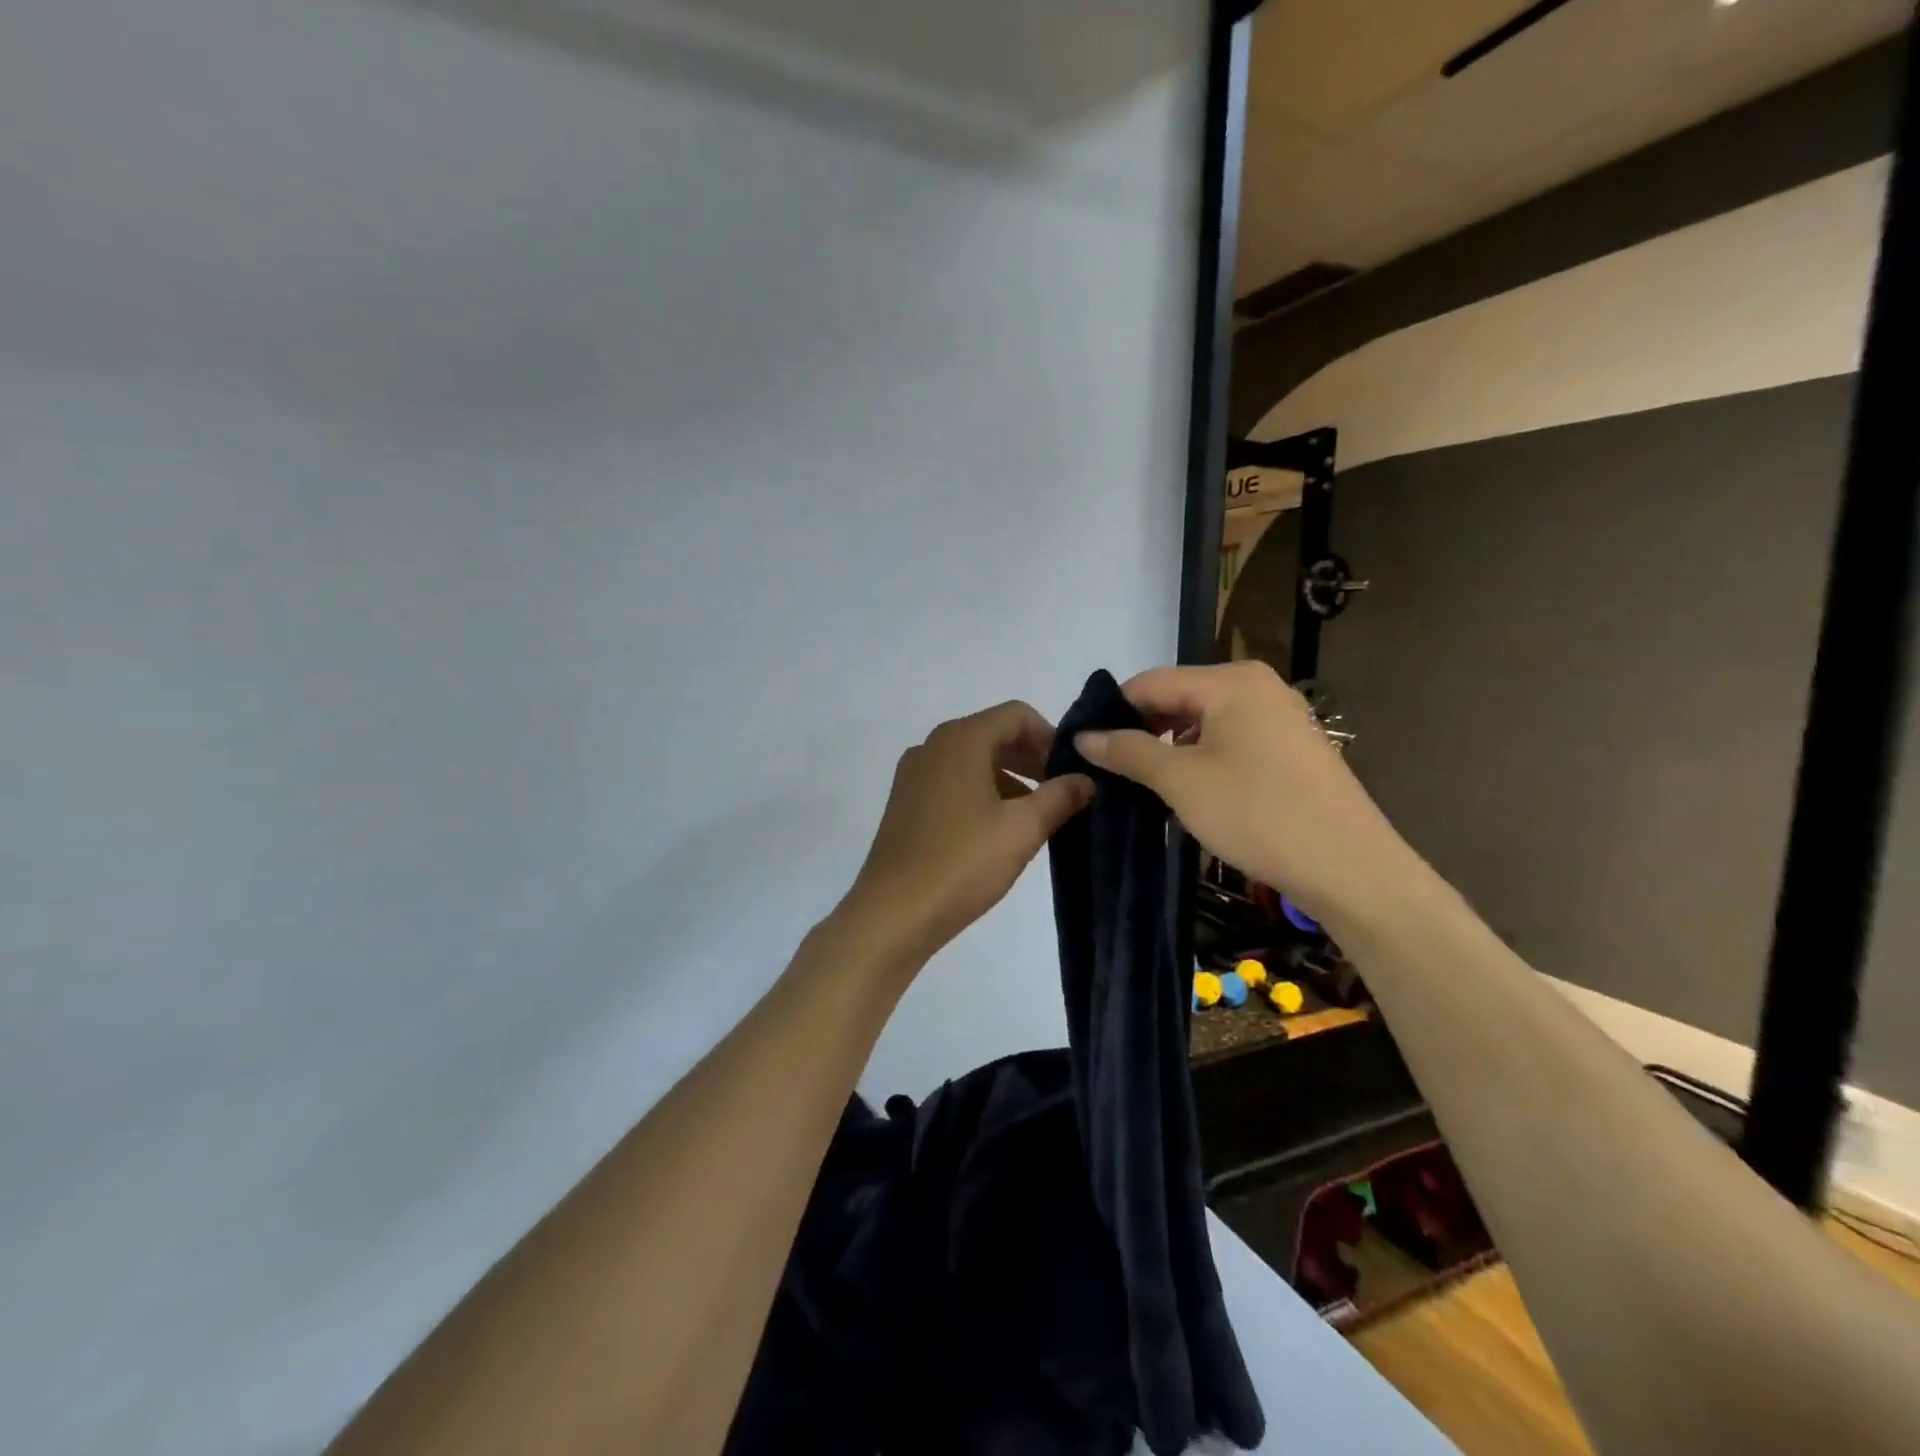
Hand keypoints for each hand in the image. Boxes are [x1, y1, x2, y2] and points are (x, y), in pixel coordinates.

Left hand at [838, 701, 1094, 968]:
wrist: (893, 912)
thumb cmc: (963, 862)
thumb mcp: (1023, 829)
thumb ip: (1060, 797)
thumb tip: (1085, 780)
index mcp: (961, 740)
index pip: (1016, 715)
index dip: (1050, 737)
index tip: (1071, 771)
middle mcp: (932, 746)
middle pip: (993, 734)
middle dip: (1030, 759)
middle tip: (1059, 793)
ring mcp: (913, 774)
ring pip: (972, 760)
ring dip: (1008, 778)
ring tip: (1033, 817)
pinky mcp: (904, 802)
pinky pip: (951, 781)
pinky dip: (980, 792)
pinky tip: (996, 830)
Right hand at [1073, 661, 1411, 926]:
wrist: (1349, 868)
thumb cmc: (1258, 813)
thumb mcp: (1181, 781)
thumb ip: (1128, 751)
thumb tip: (1083, 736)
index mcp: (1230, 681)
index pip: (1150, 682)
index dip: (1112, 713)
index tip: (1085, 748)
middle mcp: (1257, 686)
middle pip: (1178, 699)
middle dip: (1142, 733)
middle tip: (1111, 773)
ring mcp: (1279, 717)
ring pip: (1203, 724)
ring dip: (1170, 751)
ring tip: (1145, 788)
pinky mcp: (1291, 749)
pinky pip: (1230, 742)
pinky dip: (1202, 762)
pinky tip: (1189, 795)